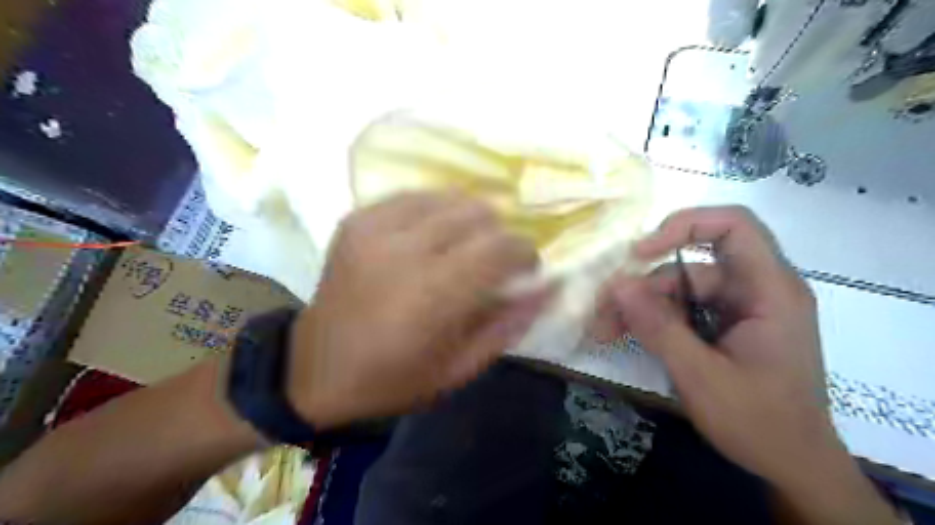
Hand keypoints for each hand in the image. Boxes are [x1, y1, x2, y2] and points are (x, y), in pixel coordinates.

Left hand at [290, 194, 545, 431]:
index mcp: (433, 294)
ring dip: (469, 220)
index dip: (525, 252)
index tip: (525, 269)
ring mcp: (376, 228)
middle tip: (493, 262)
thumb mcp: (458, 369)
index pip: (502, 247)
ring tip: (462, 247)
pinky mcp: (358, 219)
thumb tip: (548, 288)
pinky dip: (435, 212)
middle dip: (500, 235)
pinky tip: (430, 237)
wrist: (314, 369)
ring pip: (450, 198)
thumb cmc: (392, 379)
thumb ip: (507, 325)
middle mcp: (405, 250)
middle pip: (480, 214)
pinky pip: (415, 197)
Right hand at [603, 207, 900, 521]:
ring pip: (679, 289)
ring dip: (640, 307)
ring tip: (605, 330)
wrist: (792, 467)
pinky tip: (623, 334)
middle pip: (691, 264)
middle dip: (643, 285)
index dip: (686, 225)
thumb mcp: (701, 375)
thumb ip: (659, 326)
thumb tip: (617, 284)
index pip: (734, 226)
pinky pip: (682, 309)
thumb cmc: (759, 422)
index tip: (642, 252)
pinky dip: (652, 320)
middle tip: (604, 308)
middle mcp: (755, 290)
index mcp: (769, 291)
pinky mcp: (723, 325)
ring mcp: (738, 308)